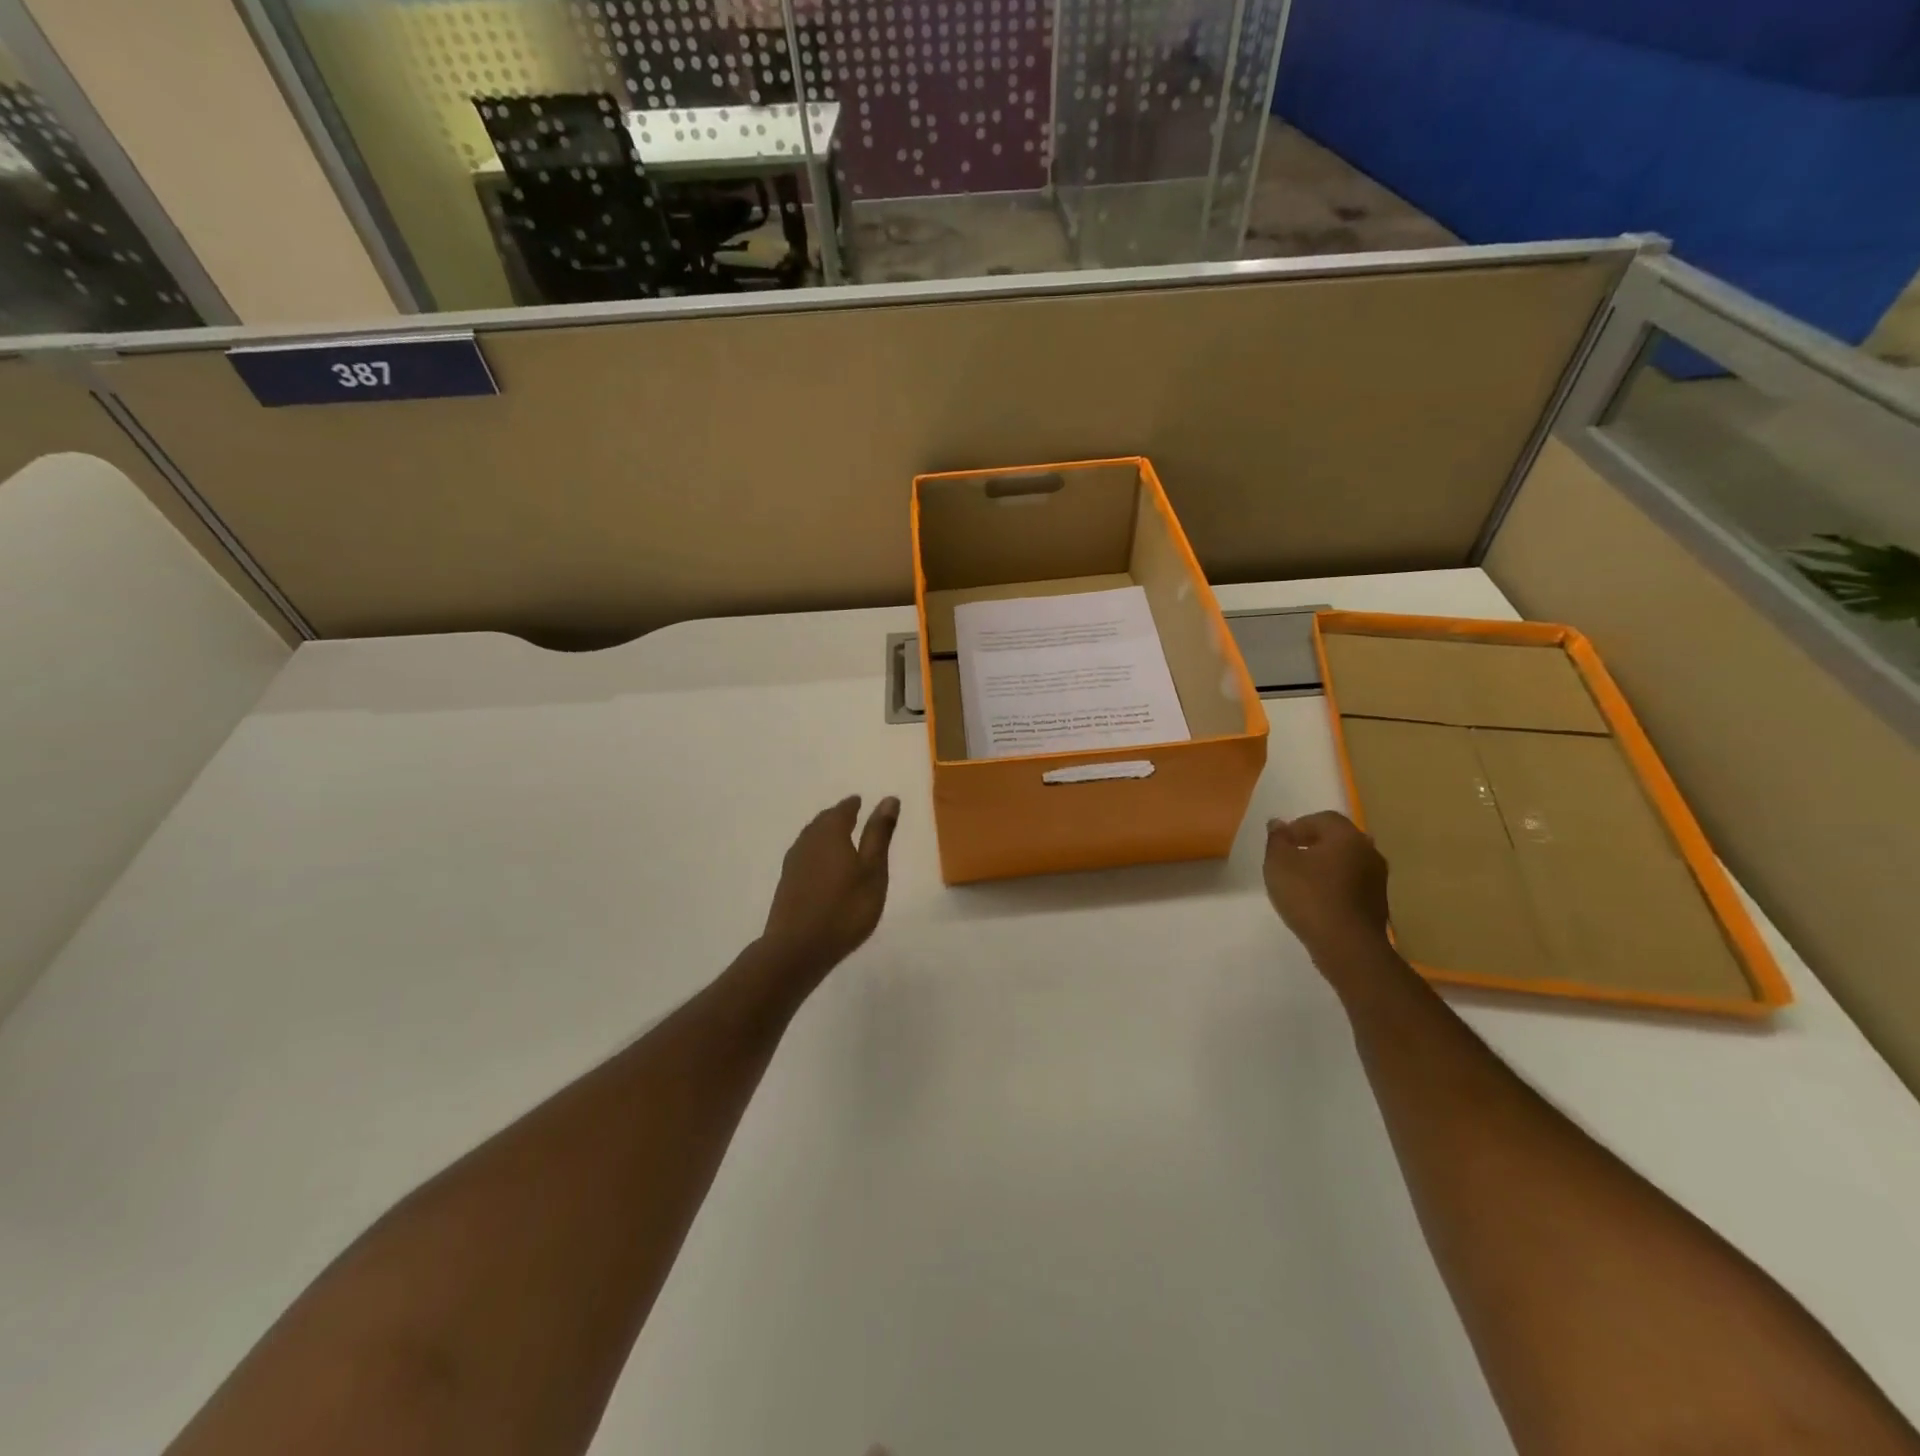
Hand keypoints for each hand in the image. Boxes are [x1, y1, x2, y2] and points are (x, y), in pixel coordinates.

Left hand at [760, 795, 899, 978]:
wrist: (797, 948)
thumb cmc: (845, 908)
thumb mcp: (873, 871)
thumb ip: (879, 835)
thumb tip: (888, 798)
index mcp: (831, 834)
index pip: (842, 811)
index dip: (852, 805)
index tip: (860, 801)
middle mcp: (808, 842)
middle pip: (823, 822)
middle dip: (837, 816)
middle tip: (850, 814)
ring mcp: (794, 863)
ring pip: (811, 838)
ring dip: (824, 833)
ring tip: (838, 837)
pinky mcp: (787, 884)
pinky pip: (804, 855)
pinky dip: (816, 852)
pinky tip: (821, 865)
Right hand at [1263, 811, 1391, 961]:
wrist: (1348, 947)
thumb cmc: (1309, 897)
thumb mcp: (1278, 864)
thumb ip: (1277, 840)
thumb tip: (1278, 823)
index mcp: (1346, 836)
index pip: (1322, 818)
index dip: (1297, 827)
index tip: (1279, 844)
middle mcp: (1368, 851)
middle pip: (1337, 839)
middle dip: (1312, 845)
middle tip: (1289, 860)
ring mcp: (1377, 879)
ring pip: (1346, 862)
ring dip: (1325, 866)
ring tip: (1301, 882)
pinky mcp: (1378, 903)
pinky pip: (1352, 883)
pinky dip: (1335, 885)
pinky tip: (1318, 901)